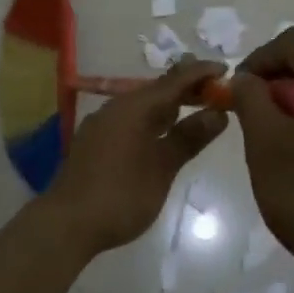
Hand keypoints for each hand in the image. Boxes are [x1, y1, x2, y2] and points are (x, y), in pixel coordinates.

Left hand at [44, 60, 229, 255]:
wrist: (67, 223)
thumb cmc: (121, 195)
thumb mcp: (162, 168)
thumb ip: (189, 137)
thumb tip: (218, 113)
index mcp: (134, 107)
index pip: (174, 80)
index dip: (200, 73)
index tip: (225, 69)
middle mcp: (116, 107)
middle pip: (157, 89)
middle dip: (186, 87)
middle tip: (216, 89)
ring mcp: (103, 123)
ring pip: (143, 104)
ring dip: (169, 104)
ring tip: (196, 106)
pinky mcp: (96, 140)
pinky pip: (131, 118)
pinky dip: (153, 119)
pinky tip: (164, 131)